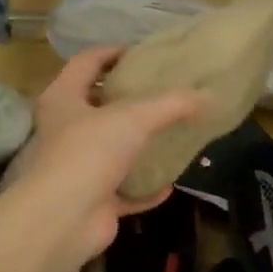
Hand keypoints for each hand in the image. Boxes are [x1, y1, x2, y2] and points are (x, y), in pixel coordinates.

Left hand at [0, 47, 204, 271]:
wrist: (63, 219)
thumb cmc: (89, 152)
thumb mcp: (135, 117)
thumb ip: (173, 104)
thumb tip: (209, 96)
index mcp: (63, 99)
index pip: (86, 63)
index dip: (112, 52)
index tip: (142, 53)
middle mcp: (65, 131)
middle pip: (97, 107)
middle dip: (127, 100)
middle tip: (163, 93)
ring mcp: (77, 168)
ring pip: (111, 151)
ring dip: (137, 146)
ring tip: (170, 133)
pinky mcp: (92, 201)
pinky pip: (123, 191)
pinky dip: (143, 189)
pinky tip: (169, 184)